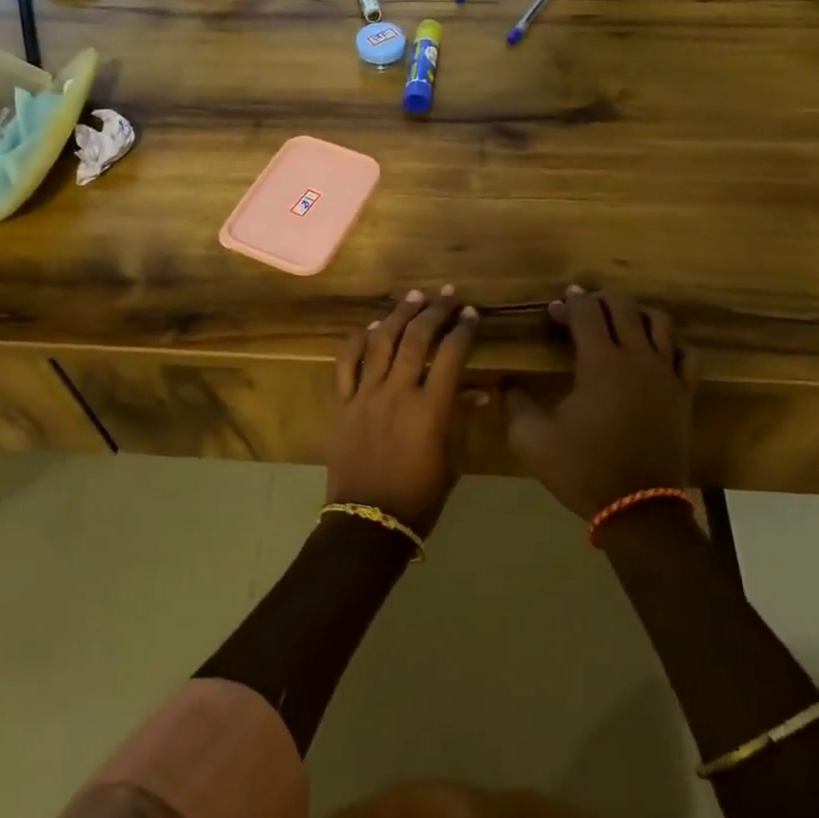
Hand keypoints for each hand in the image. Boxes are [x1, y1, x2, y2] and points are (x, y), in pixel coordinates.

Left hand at [328, 286, 479, 535]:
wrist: (368, 522)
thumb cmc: (419, 498)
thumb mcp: (450, 460)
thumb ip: (459, 418)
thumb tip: (476, 391)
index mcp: (430, 409)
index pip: (450, 355)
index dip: (463, 330)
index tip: (471, 314)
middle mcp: (397, 392)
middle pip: (416, 339)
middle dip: (434, 311)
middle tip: (446, 295)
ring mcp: (365, 395)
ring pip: (381, 342)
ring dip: (399, 315)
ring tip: (412, 297)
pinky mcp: (341, 403)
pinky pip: (346, 363)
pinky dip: (358, 341)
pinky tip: (371, 328)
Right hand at [507, 286, 695, 521]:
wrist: (637, 508)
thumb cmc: (582, 468)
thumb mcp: (531, 439)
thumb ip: (515, 402)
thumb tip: (506, 381)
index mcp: (600, 362)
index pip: (586, 311)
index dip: (568, 303)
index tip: (553, 309)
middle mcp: (637, 357)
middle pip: (623, 306)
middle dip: (598, 299)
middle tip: (579, 309)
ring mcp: (666, 374)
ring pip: (658, 321)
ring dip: (634, 313)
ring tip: (616, 322)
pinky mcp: (684, 393)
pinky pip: (684, 353)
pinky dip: (668, 342)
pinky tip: (652, 351)